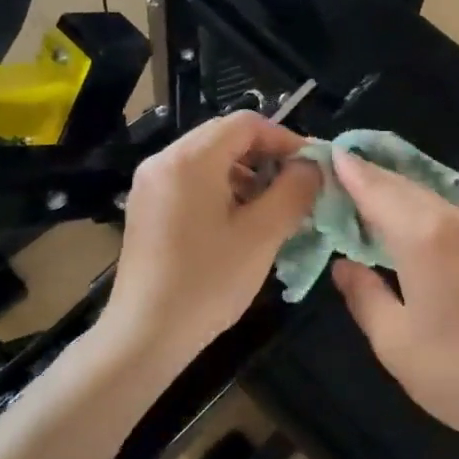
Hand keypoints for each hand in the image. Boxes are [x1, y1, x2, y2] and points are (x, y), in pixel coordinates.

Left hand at [103, 111, 320, 367]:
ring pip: (208, 160)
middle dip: (266, 156)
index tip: (311, 168)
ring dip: (245, 174)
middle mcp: (163, 161)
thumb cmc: (208, 282)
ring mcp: (149, 185)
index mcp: (189, 159)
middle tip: (295, 188)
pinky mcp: (145, 208)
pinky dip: (221, 190)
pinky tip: (238, 223)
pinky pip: (190, 181)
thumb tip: (312, 166)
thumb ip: (294, 191)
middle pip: (224, 137)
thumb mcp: (262, 235)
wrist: (145, 335)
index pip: (246, 123)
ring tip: (271, 208)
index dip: (285, 138)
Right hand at [329, 152, 458, 458]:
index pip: (376, 189)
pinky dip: (422, 213)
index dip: (349, 171)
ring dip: (397, 195)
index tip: (326, 154)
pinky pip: (451, 217)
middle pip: (405, 187)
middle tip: (336, 176)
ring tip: (365, 201)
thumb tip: (344, 265)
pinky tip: (410, 230)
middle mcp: (457, 221)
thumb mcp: (395, 342)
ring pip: (431, 200)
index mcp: (424, 236)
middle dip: (370, 178)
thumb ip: (364, 295)